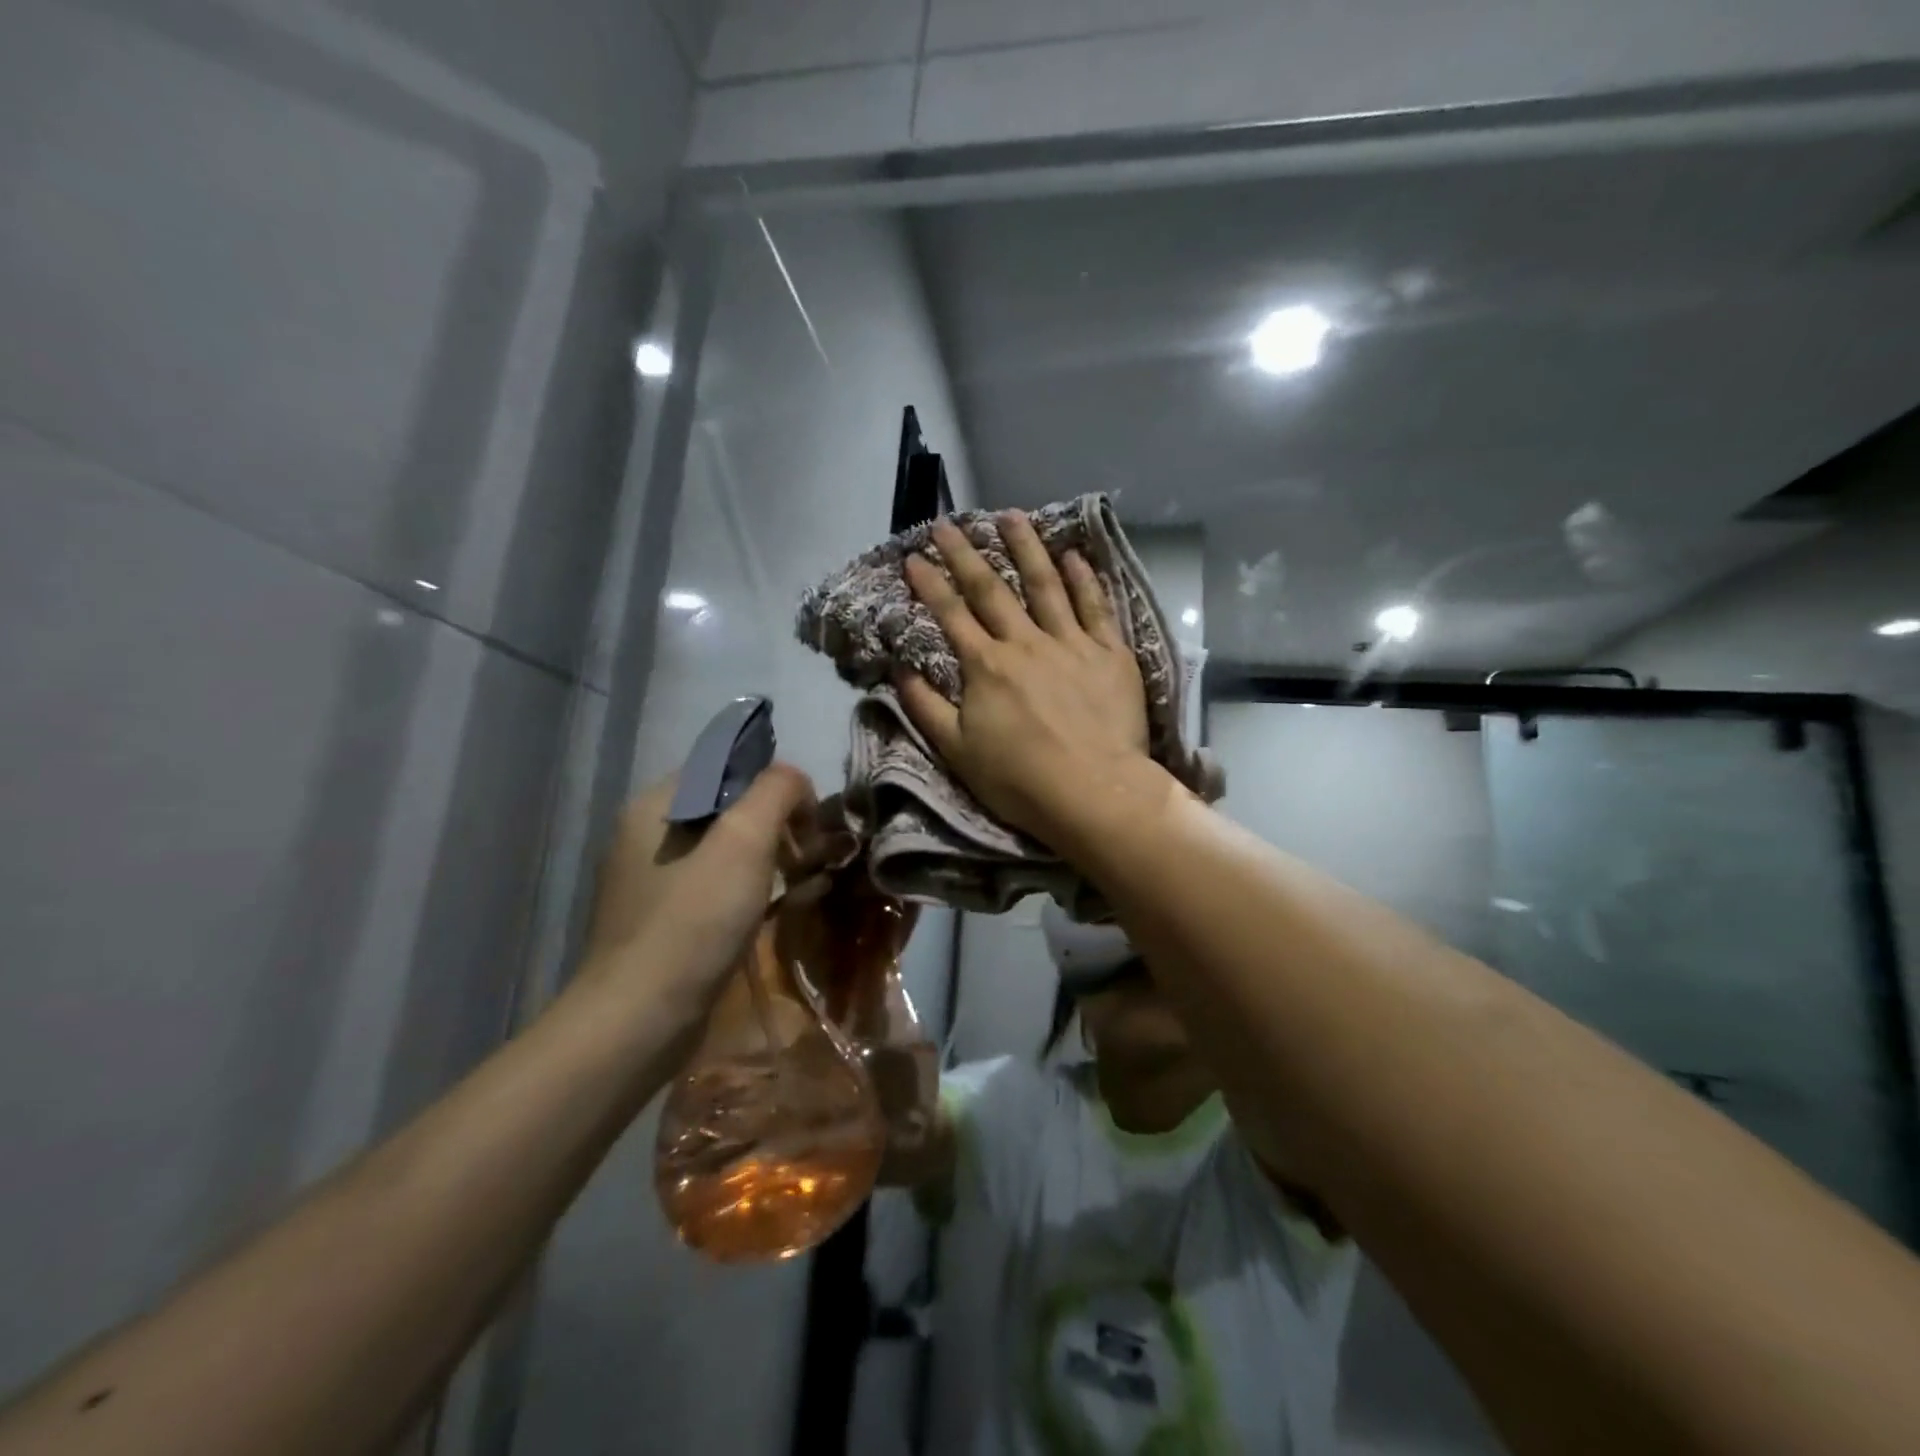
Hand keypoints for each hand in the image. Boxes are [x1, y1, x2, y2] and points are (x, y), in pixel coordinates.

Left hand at [578, 764, 817, 1018]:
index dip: (774, 785)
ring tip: (802, 885)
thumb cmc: (694, 919)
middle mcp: (646, 835)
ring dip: (769, 859)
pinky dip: (750, 890)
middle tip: (808, 858)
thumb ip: (776, 790)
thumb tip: (795, 782)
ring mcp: (650, 881)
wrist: (639, 1020)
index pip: (727, 765)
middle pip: (727, 807)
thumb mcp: (744, 838)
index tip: (806, 823)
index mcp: (656, 804)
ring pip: (724, 849)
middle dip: (776, 825)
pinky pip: (714, 887)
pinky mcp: (661, 920)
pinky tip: (776, 911)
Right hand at [898, 512, 1157, 847]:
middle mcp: (1026, 643)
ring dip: (1026, 548)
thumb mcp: (957, 751)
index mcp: (986, 666)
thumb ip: (926, 707)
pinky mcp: (1110, 653)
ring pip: (1046, 584)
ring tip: (1011, 517)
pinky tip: (1074, 555)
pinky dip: (1084, 578)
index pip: (951, 614)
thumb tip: (901, 669)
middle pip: (992, 589)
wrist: (1093, 791)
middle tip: (948, 522)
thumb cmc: (1019, 779)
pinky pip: (1096, 606)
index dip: (930, 583)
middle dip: (966, 553)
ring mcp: (1071, 643)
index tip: (913, 556)